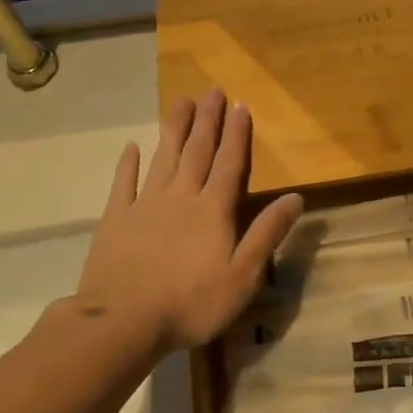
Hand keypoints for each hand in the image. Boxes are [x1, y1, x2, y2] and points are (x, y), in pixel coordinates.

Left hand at [72, 89, 302, 351]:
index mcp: (213, 210)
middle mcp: (181, 197)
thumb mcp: (242, 276)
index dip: (236, 135)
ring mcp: (145, 205)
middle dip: (207, 121)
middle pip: (197, 152)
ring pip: (163, 158)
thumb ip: (267, 234)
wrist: (122, 322)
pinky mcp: (116, 219)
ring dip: (173, 129)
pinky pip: (124, 183)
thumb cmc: (190, 304)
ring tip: (180, 101)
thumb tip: (296, 197)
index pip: (229, 164)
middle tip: (211, 91)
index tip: (239, 105)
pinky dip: (129, 164)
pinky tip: (131, 147)